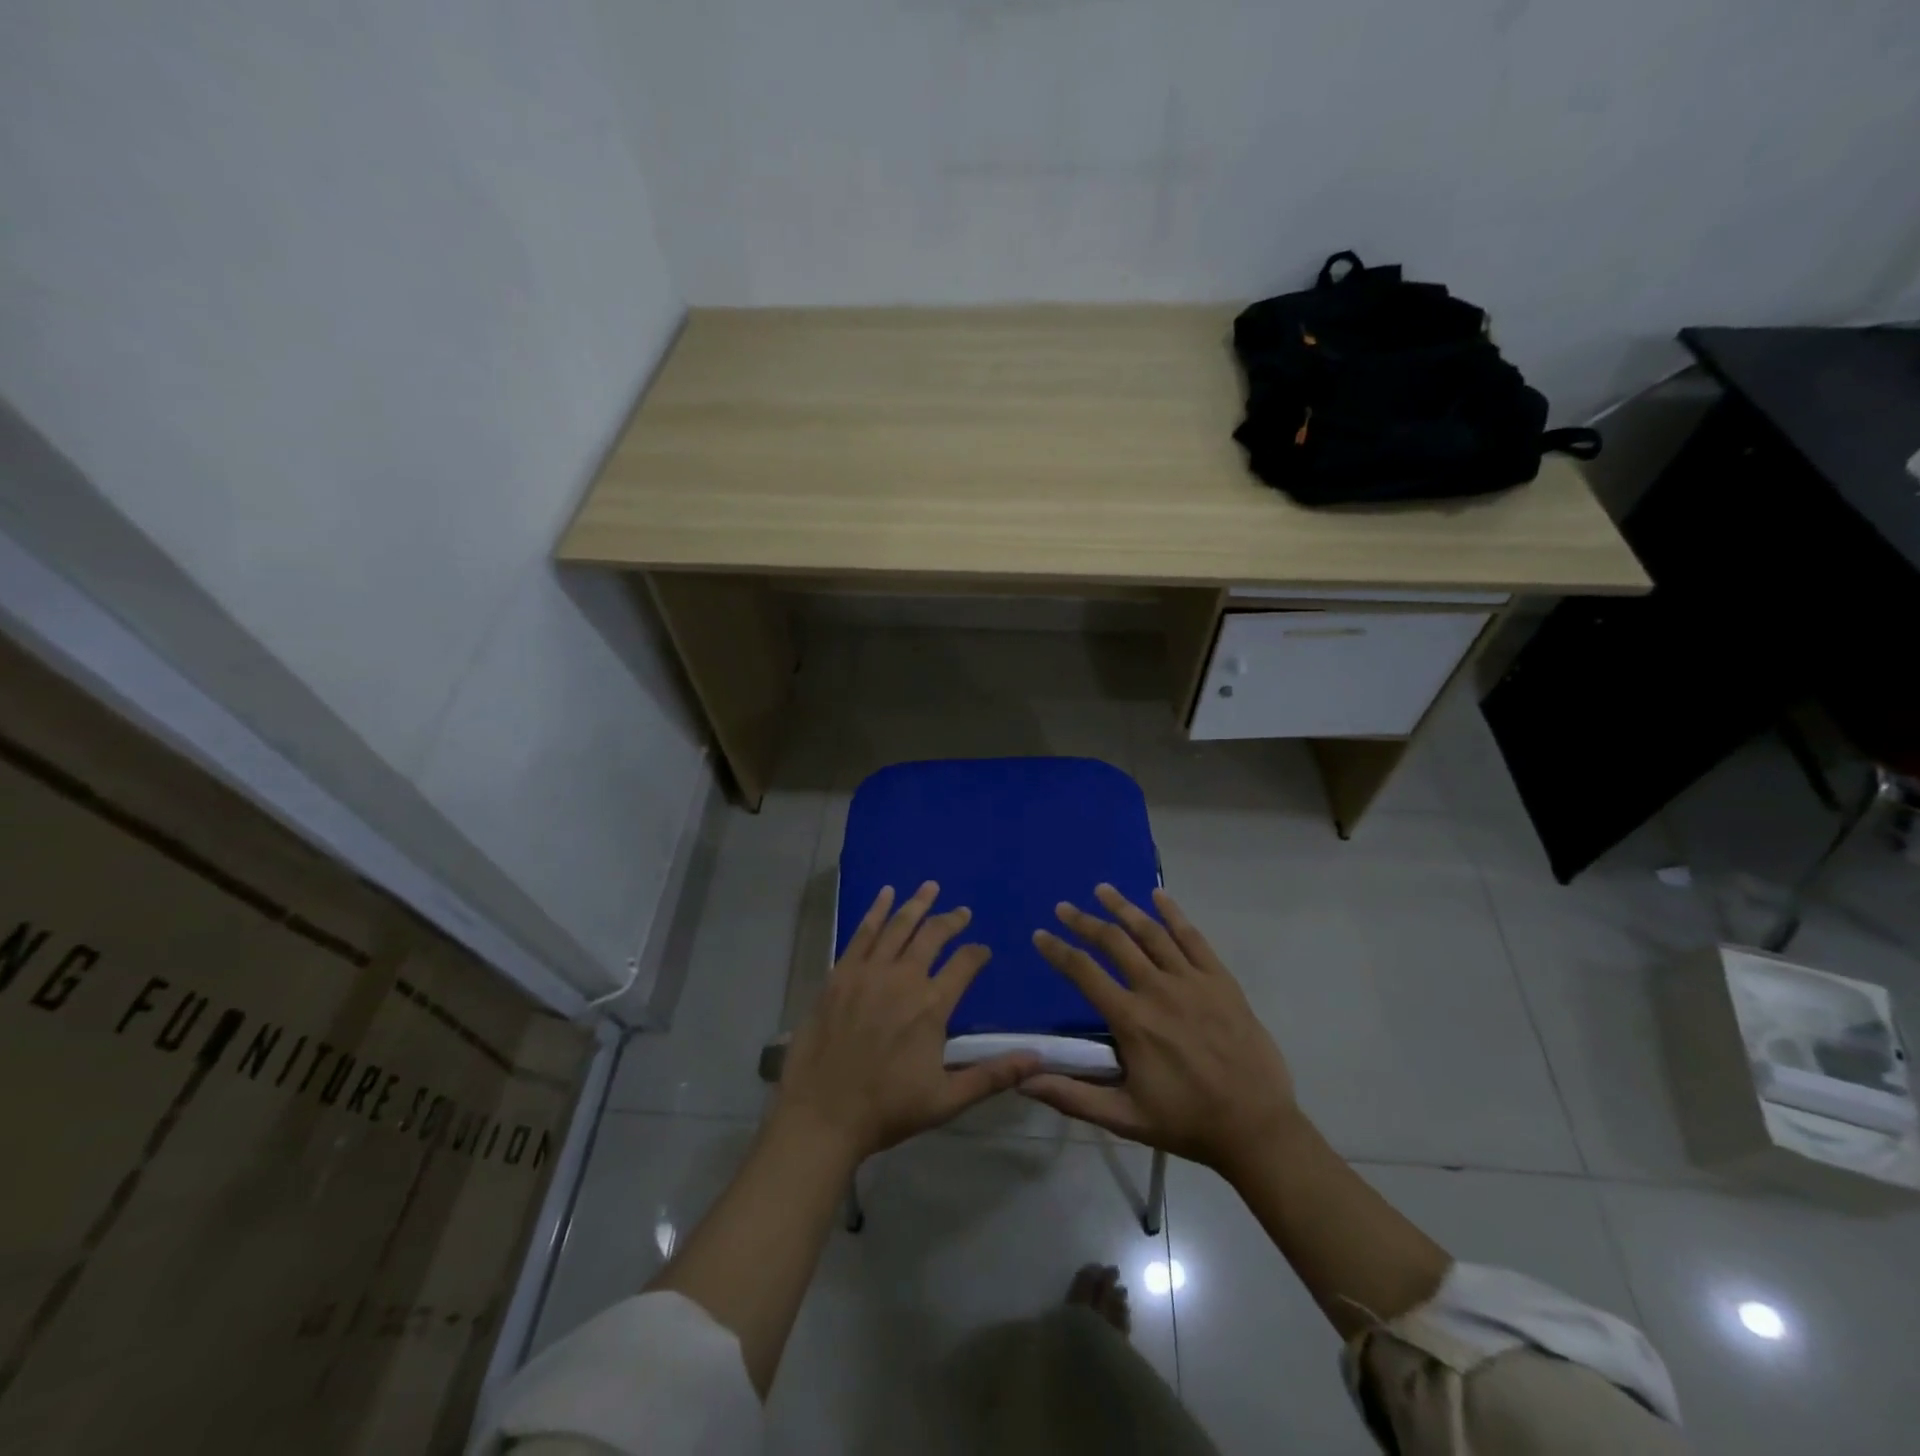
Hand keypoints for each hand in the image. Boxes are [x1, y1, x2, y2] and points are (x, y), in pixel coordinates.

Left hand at [773, 882, 1038, 1161]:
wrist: (822, 1114)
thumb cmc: (887, 1109)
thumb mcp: (947, 1100)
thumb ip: (992, 1075)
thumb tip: (1038, 1059)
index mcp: (932, 1006)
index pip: (964, 965)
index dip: (977, 954)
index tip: (983, 951)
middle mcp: (903, 978)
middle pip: (932, 936)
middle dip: (951, 920)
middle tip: (962, 912)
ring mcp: (868, 972)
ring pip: (898, 926)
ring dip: (916, 904)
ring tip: (930, 887)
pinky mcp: (840, 973)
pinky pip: (862, 933)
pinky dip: (876, 911)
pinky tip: (885, 894)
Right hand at [1020, 884, 1299, 1175]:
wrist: (1256, 1127)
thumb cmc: (1186, 1123)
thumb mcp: (1124, 1118)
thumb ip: (1071, 1096)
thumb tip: (1024, 1080)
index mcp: (1132, 1020)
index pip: (1084, 972)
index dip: (1058, 951)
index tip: (1040, 934)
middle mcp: (1157, 990)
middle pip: (1114, 942)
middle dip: (1084, 922)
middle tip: (1064, 907)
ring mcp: (1192, 981)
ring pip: (1151, 932)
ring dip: (1123, 908)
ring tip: (1103, 889)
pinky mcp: (1220, 980)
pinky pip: (1194, 938)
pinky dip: (1174, 914)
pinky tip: (1159, 895)